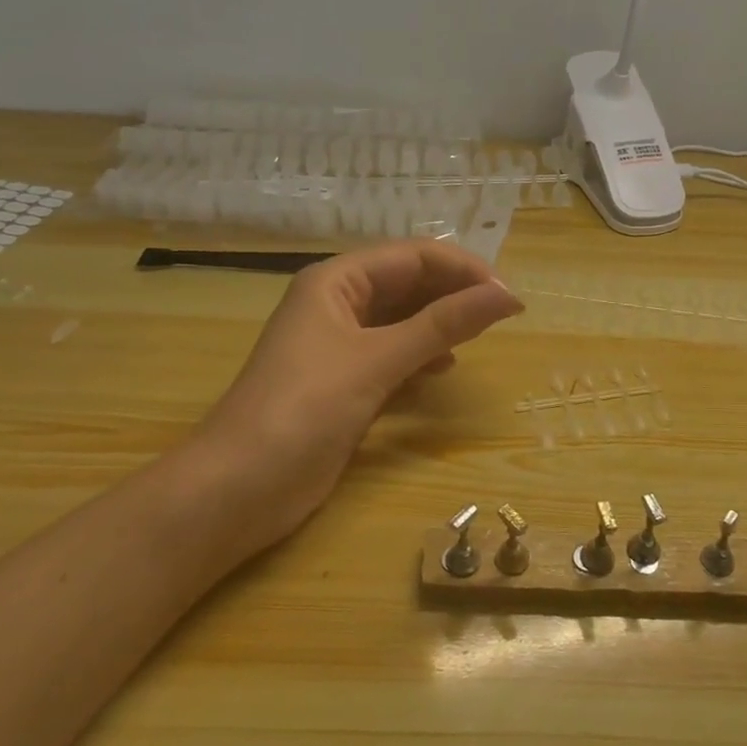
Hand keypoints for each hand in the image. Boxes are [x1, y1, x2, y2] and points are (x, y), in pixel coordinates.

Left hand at [195, 240, 523, 551]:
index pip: (413, 257)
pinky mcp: (343, 383)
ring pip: (402, 320)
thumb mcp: (378, 360)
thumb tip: (508, 295)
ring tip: (478, 338)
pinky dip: (420, 358)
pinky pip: (392, 355)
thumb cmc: (305, 409)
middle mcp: (337, 304)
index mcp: (336, 281)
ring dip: (440, 325)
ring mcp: (339, 345)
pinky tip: (442, 371)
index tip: (508, 297)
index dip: (463, 270)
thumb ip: (444, 325)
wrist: (238, 489)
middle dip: (454, 295)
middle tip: (502, 317)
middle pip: (408, 284)